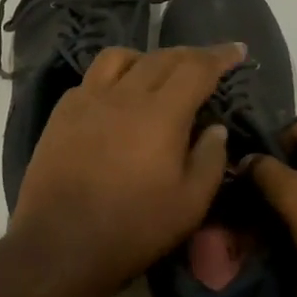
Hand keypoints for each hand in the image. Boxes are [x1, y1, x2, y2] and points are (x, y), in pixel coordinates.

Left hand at [9, 43, 242, 296]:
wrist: (58, 247)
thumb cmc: (133, 228)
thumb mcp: (190, 204)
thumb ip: (210, 159)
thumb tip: (215, 128)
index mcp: (161, 113)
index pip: (197, 68)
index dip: (220, 56)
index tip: (238, 49)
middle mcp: (125, 95)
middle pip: (162, 57)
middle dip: (191, 54)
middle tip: (208, 61)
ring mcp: (88, 100)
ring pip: (120, 56)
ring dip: (147, 57)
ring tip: (157, 73)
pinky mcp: (62, 114)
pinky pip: (91, 78)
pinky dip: (113, 77)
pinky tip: (116, 97)